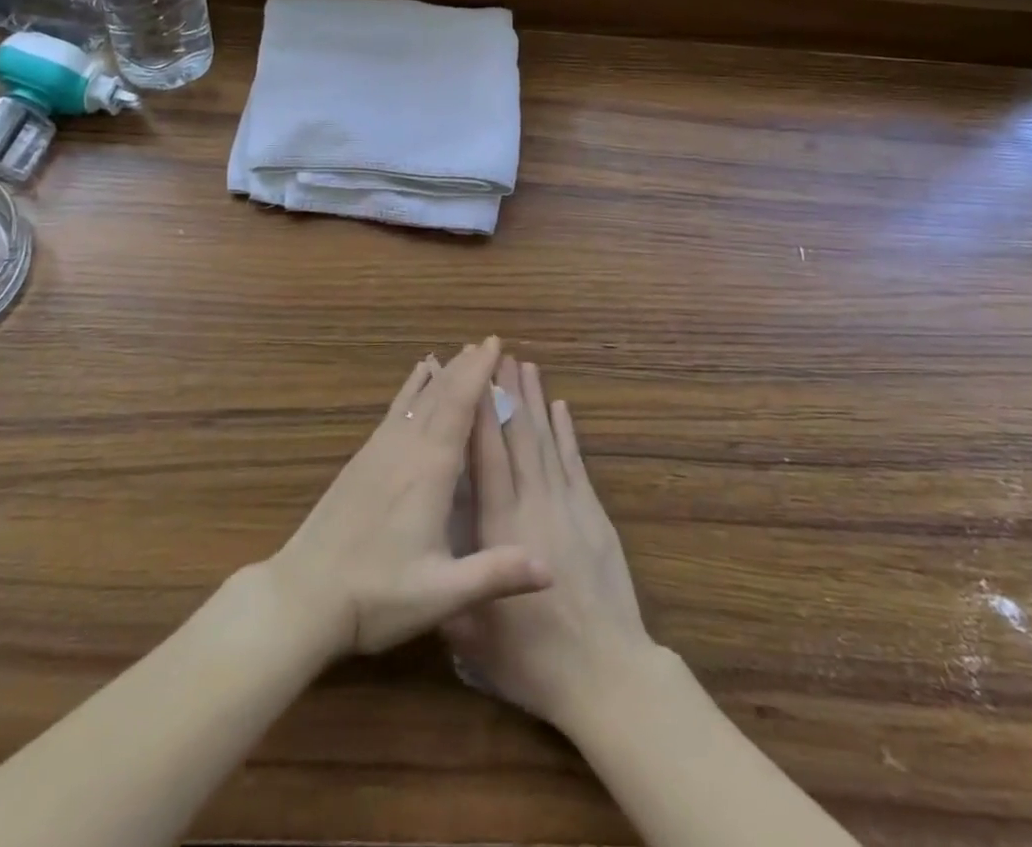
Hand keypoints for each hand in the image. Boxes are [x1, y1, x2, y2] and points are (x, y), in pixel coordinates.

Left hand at [268, 338, 551, 658]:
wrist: (303, 596)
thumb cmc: (376, 596)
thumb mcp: (441, 594)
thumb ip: (494, 575)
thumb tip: (552, 569)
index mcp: (429, 470)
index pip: (459, 407)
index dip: (478, 373)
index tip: (495, 345)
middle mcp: (405, 448)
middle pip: (439, 395)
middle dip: (464, 367)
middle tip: (486, 344)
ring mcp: (379, 451)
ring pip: (415, 399)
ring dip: (440, 375)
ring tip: (458, 354)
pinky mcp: (362, 461)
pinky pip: (394, 411)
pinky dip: (410, 390)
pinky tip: (414, 382)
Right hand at [442, 354, 656, 731]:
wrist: (608, 675)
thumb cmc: (534, 659)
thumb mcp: (474, 639)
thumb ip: (448, 591)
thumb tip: (423, 556)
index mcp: (503, 526)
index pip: (488, 456)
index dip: (480, 413)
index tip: (473, 377)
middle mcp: (536, 503)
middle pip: (520, 436)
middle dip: (508, 393)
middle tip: (499, 356)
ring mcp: (569, 506)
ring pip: (547, 441)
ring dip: (536, 402)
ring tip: (526, 367)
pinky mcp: (594, 516)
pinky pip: (576, 463)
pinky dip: (567, 433)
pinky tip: (561, 409)